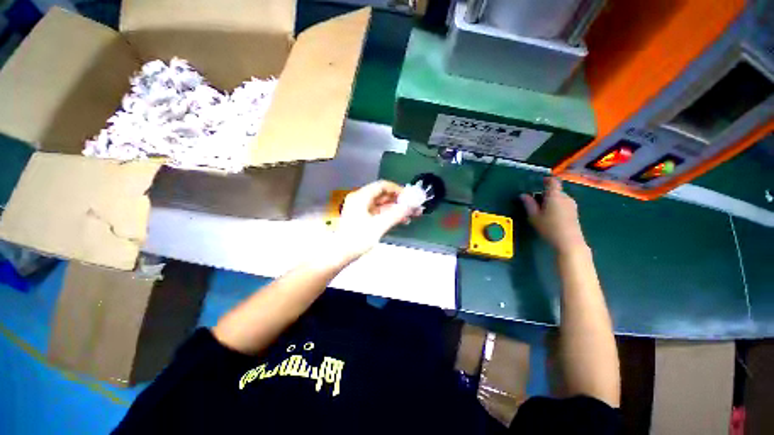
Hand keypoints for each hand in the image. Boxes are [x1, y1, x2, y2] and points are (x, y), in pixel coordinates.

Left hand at [332, 181, 418, 263]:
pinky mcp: (363, 218)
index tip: (409, 195)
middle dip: (399, 201)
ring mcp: (361, 210)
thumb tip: (411, 206)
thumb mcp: (379, 225)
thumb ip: (396, 214)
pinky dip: (390, 215)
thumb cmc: (356, 239)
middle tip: (413, 206)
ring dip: (396, 209)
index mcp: (361, 197)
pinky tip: (401, 220)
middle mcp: (360, 200)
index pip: (382, 186)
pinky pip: (379, 213)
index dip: (397, 189)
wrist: (340, 254)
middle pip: (383, 195)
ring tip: (411, 214)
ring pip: (382, 205)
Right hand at [521, 178, 587, 253]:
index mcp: (554, 195)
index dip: (546, 180)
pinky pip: (563, 204)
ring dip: (551, 201)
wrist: (568, 242)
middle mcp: (565, 197)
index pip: (552, 182)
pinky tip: (551, 216)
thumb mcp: (534, 216)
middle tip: (535, 202)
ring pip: (559, 198)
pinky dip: (557, 206)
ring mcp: (572, 205)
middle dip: (545, 194)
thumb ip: (528, 204)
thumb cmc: (549, 227)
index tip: (539, 182)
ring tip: (542, 210)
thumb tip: (523, 195)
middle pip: (555, 191)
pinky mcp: (574, 212)